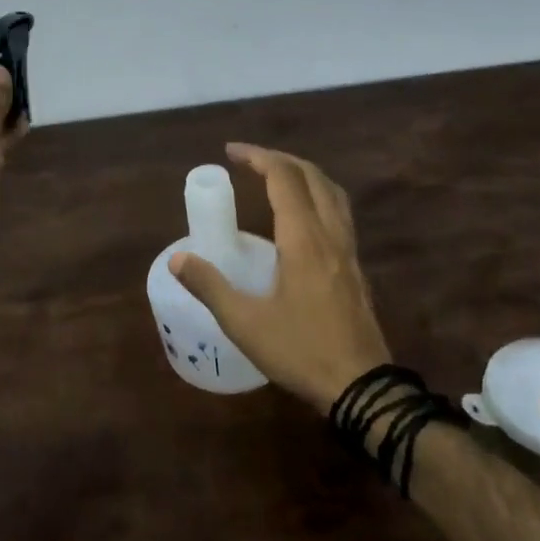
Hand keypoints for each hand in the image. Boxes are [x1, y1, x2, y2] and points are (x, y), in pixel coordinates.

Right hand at [168, 143, 391, 412]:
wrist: (362, 389)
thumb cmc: (301, 351)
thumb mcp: (244, 323)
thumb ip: (209, 286)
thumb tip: (178, 259)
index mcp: (304, 239)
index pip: (284, 178)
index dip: (258, 157)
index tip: (231, 152)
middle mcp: (330, 235)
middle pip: (312, 177)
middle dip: (280, 159)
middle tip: (249, 161)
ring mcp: (348, 251)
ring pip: (332, 193)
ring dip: (304, 174)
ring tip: (276, 178)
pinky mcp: (354, 269)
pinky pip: (339, 214)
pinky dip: (318, 197)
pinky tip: (301, 219)